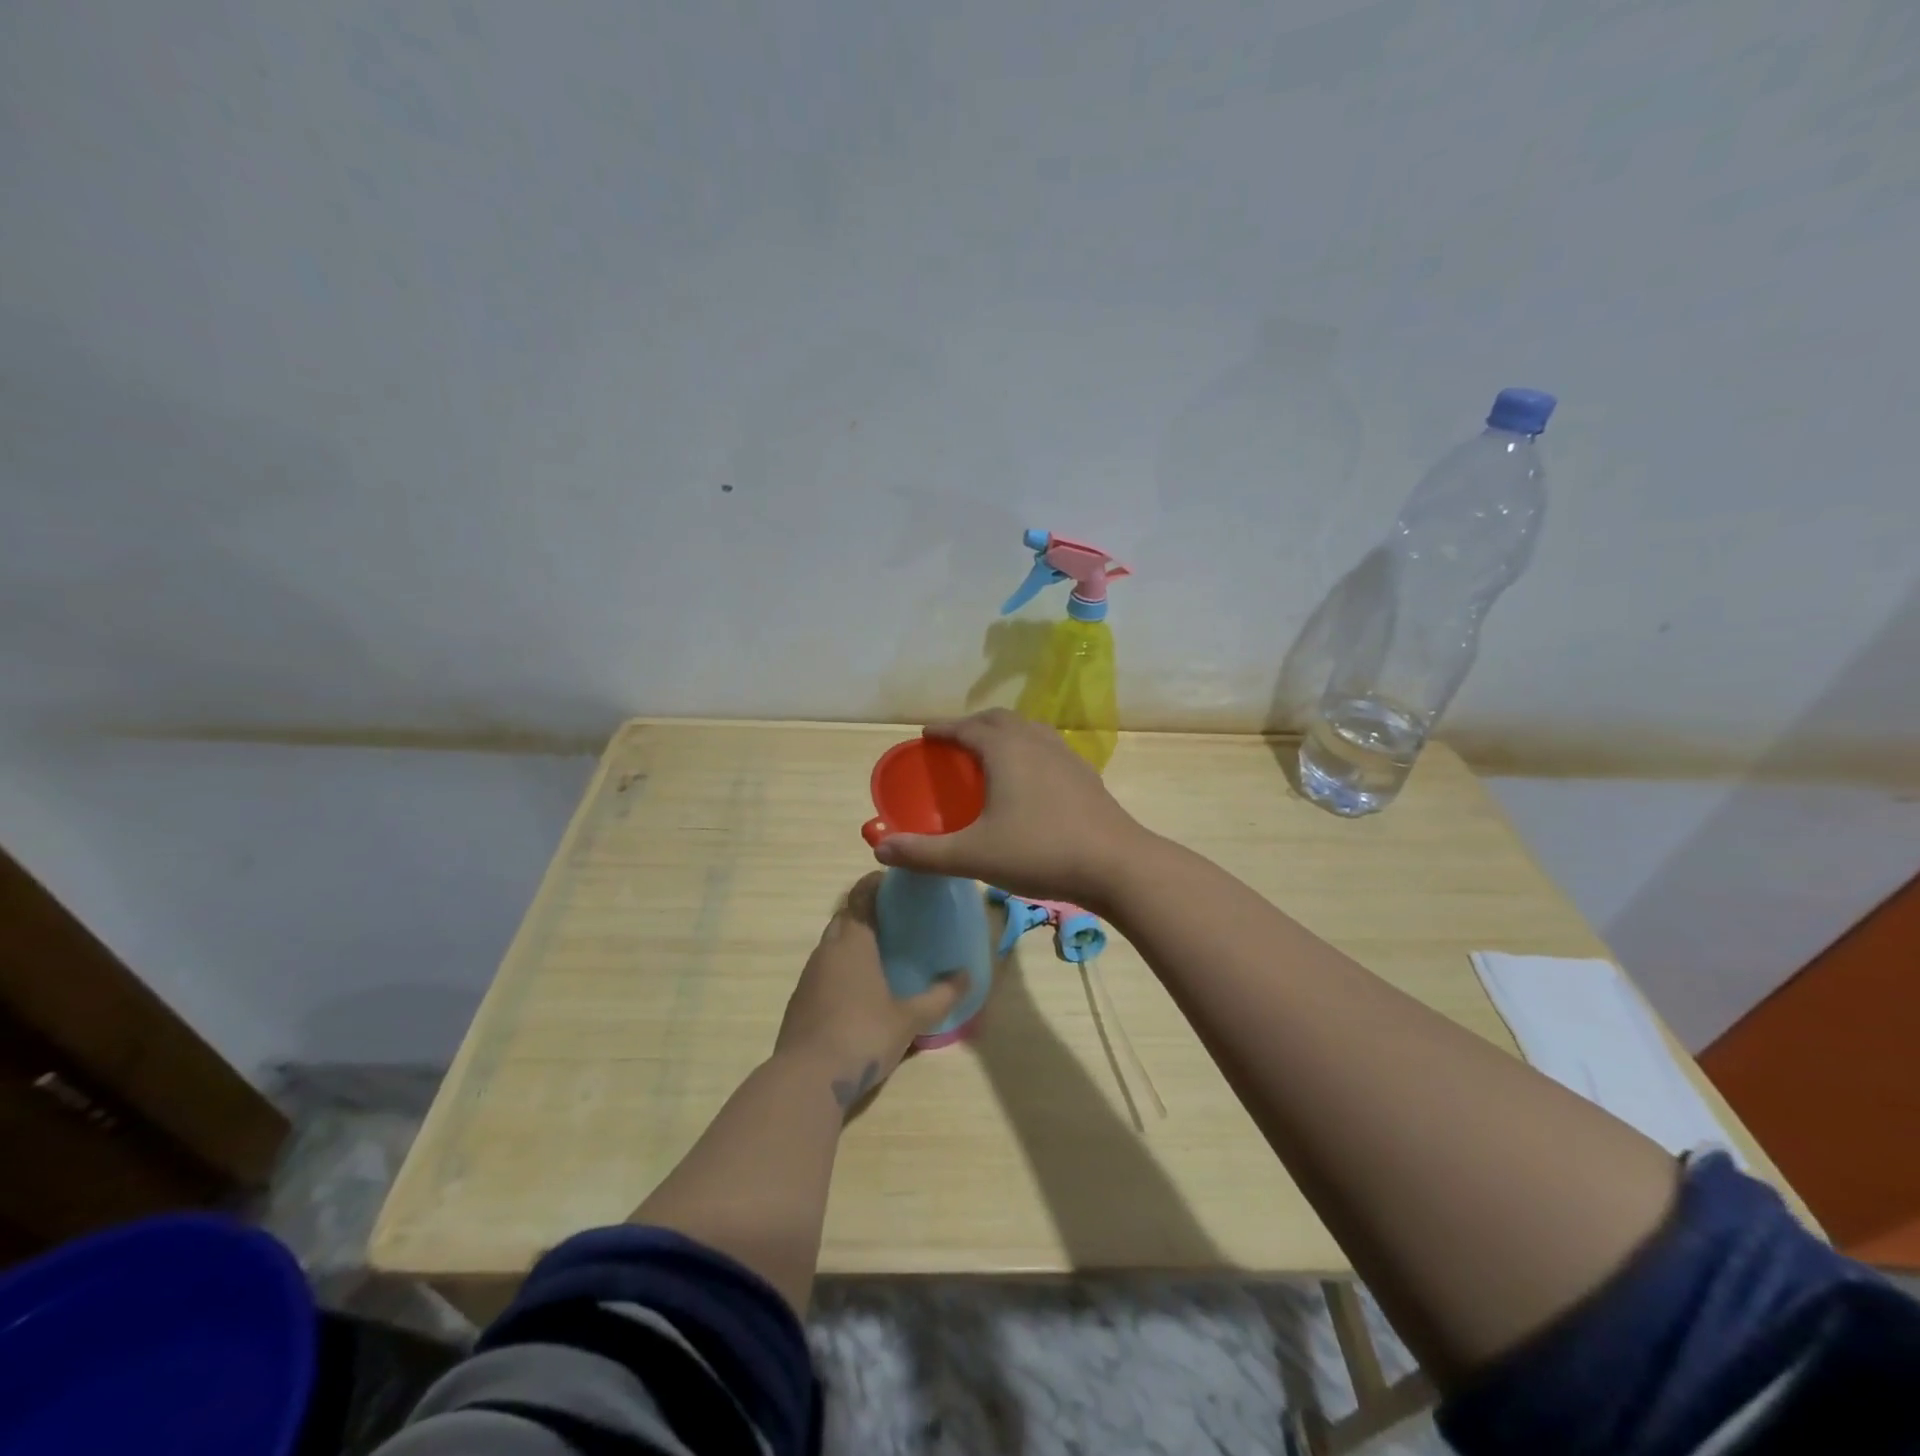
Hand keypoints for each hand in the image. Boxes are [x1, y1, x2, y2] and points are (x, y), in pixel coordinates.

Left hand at [774, 874, 966, 1108]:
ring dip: (853, 941)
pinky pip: (824, 970)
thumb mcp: (909, 1019)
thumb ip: (940, 996)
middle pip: (845, 915)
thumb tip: (967, 976)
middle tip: (898, 919)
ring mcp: (809, 975)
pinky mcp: (800, 1000)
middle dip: (867, 910)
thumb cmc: (862, 1036)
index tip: (898, 882)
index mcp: (853, 942)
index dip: (876, 882)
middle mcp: (827, 949)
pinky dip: (842, 968)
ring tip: (882, 953)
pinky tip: (860, 990)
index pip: (861, 894)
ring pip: (833, 943)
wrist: (806, 1080)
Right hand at [871, 710, 1147, 908]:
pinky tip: (1030, 778)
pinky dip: (1028, 749)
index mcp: (1006, 750)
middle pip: (999, 719)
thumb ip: (923, 853)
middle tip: (954, 742)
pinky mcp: (1086, 775)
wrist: (1116, 865)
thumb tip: (879, 849)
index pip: (967, 727)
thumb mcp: (973, 855)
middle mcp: (1036, 742)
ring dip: (1003, 733)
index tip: (926, 733)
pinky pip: (1048, 747)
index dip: (944, 728)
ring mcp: (1066, 756)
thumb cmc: (1040, 852)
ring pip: (1028, 729)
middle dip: (972, 724)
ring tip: (990, 753)